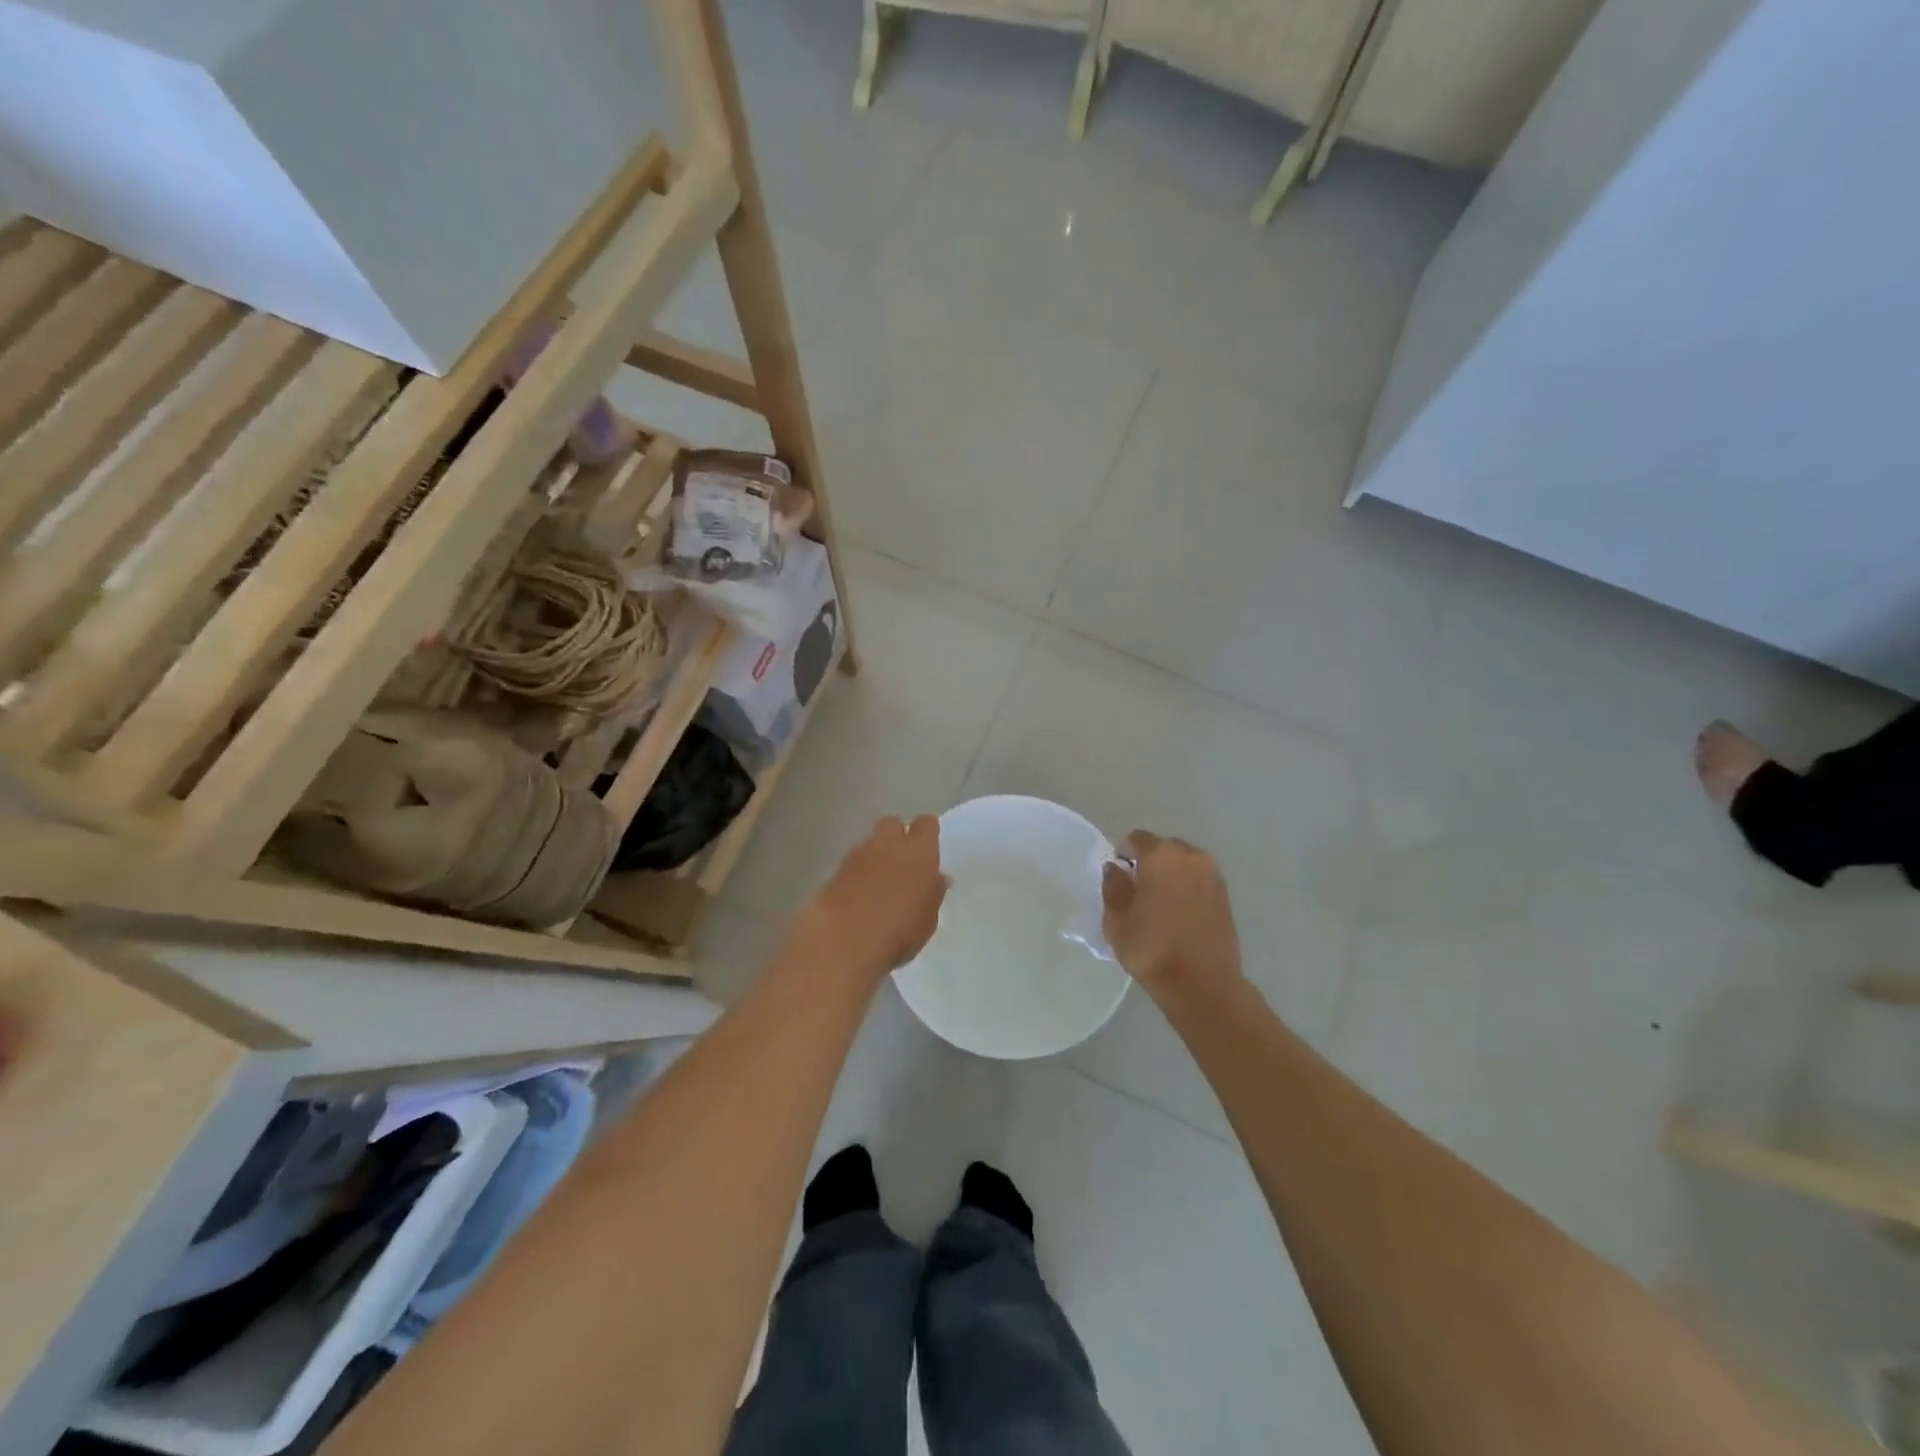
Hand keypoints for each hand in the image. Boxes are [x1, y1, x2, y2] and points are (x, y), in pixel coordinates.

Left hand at [787, 816, 946, 986]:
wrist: (843, 940)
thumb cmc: (899, 931)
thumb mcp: (928, 919)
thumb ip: (933, 892)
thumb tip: (937, 878)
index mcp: (918, 850)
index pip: (926, 824)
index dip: (927, 833)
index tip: (929, 848)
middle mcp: (888, 843)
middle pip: (892, 824)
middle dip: (897, 837)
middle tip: (903, 862)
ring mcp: (857, 855)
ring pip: (870, 843)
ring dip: (875, 856)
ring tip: (879, 883)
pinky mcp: (834, 871)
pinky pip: (852, 863)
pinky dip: (857, 873)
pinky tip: (859, 895)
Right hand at [1102, 831, 1243, 1000]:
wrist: (1203, 984)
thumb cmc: (1152, 949)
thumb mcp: (1116, 920)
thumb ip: (1113, 886)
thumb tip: (1116, 868)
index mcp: (1161, 855)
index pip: (1136, 839)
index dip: (1123, 853)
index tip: (1119, 877)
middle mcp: (1190, 855)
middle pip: (1163, 848)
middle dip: (1149, 862)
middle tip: (1138, 891)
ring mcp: (1212, 874)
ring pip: (1183, 864)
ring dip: (1170, 875)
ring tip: (1160, 904)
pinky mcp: (1225, 895)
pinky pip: (1198, 880)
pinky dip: (1187, 888)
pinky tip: (1179, 913)